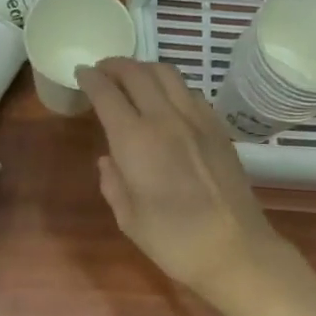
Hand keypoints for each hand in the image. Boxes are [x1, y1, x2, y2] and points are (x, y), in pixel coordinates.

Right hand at [77, 58, 284, 298]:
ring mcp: (197, 120)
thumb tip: (108, 160)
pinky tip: (165, 100)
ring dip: (143, 69)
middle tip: (102, 70)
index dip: (91, 79)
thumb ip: (113, 183)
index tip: (81, 73)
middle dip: (115, 66)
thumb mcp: (129, 219)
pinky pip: (189, 92)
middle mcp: (165, 119)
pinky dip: (170, 86)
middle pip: (137, 73)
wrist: (235, 249)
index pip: (107, 94)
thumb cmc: (174, 241)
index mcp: (135, 141)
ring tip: (131, 78)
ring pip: (167, 74)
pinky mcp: (218, 128)